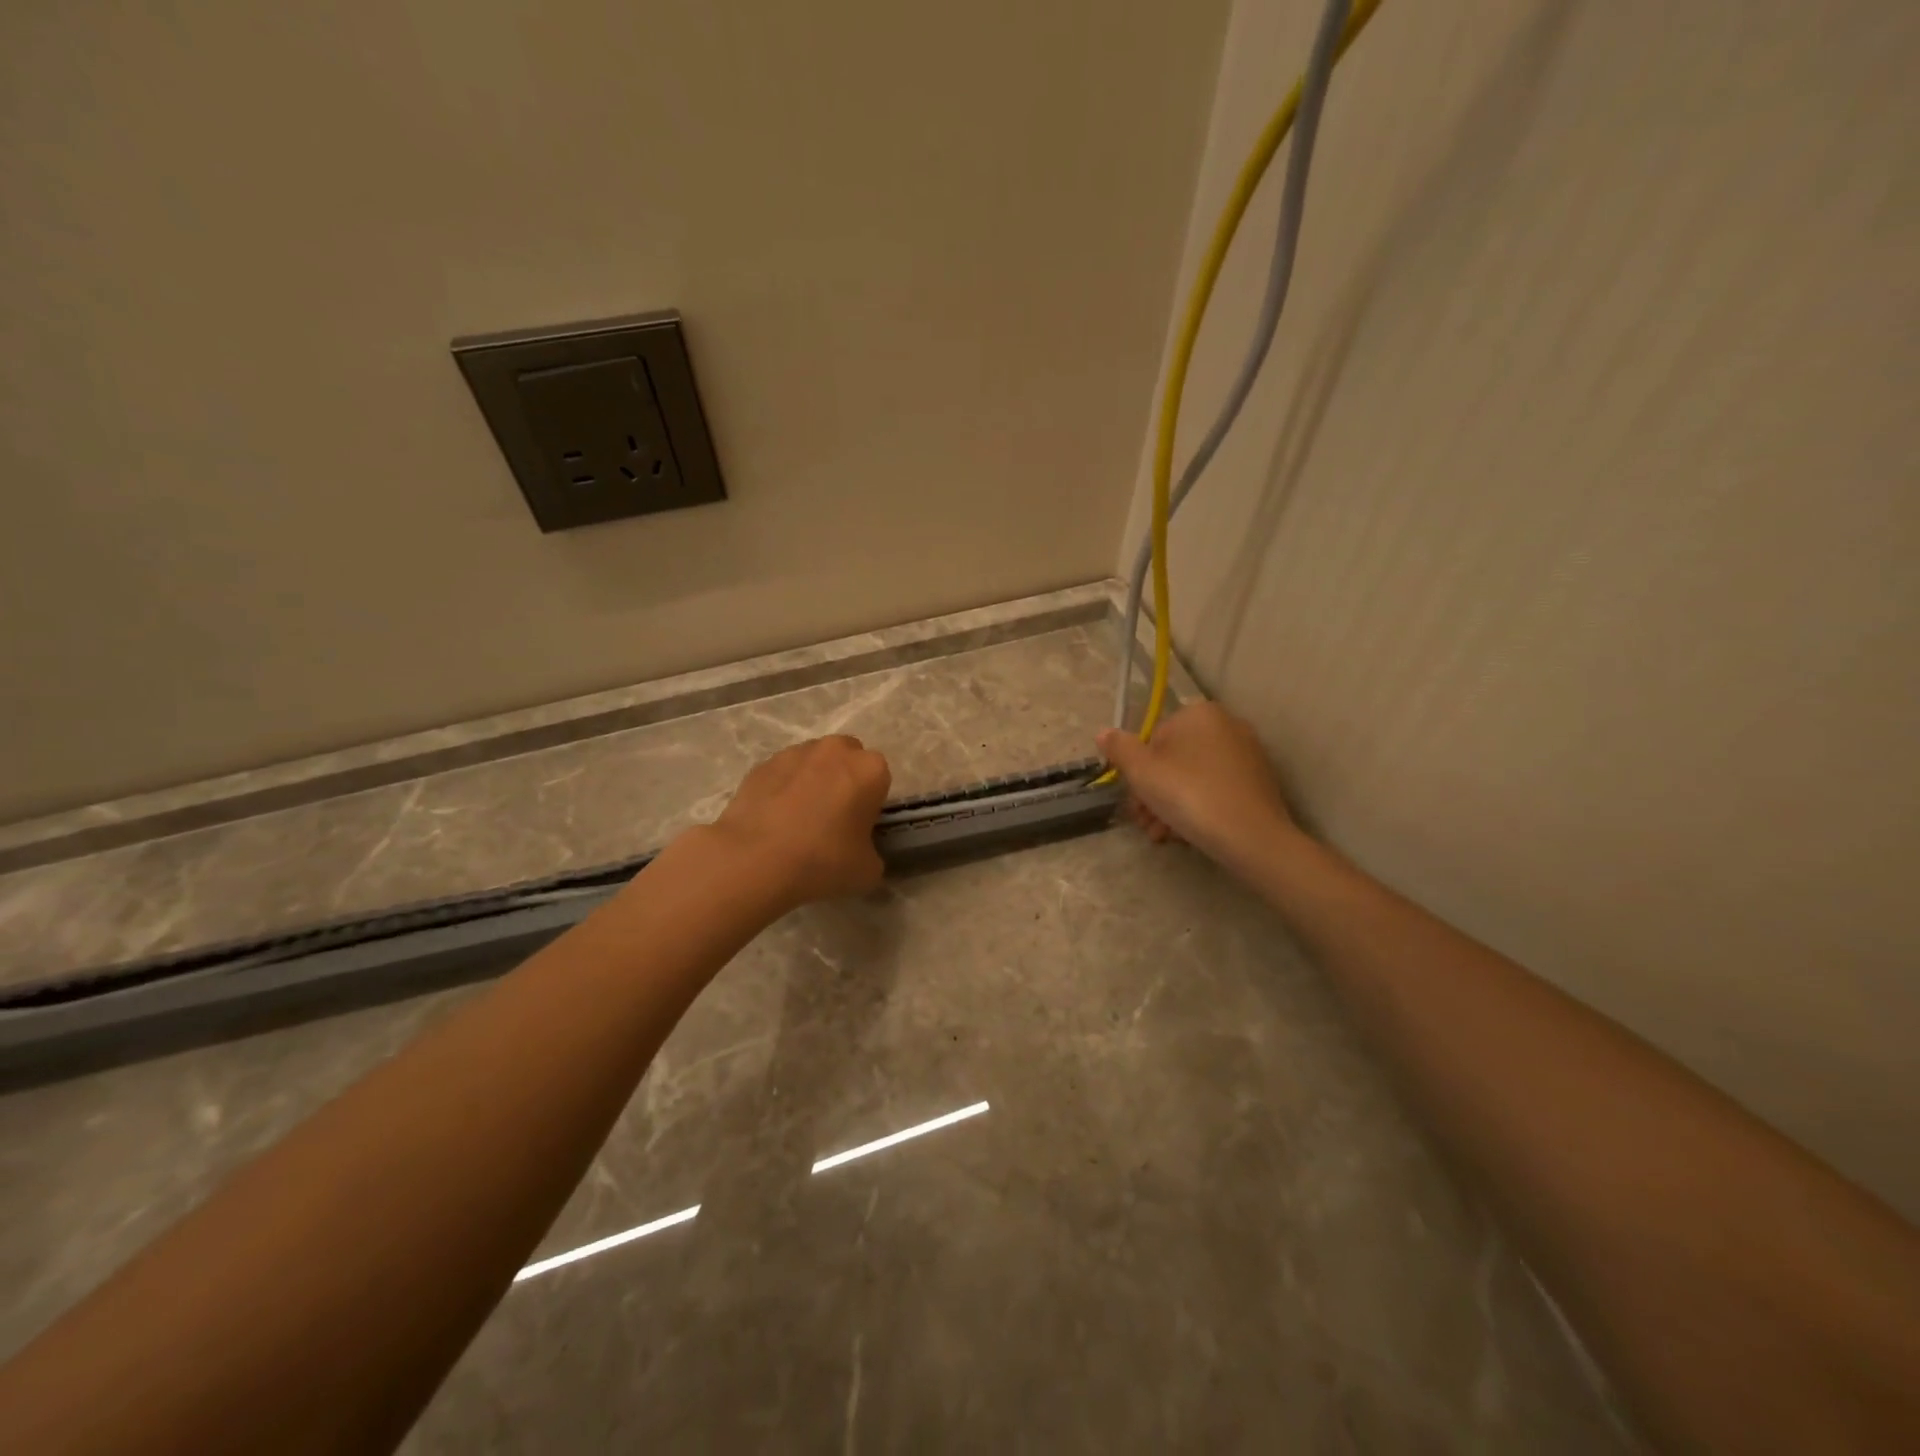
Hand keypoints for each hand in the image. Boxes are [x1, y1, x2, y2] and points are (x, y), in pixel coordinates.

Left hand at [708, 735, 892, 907]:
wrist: (754, 860)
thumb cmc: (822, 861)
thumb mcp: (867, 870)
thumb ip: (871, 853)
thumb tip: (860, 851)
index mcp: (870, 769)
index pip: (880, 780)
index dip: (871, 803)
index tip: (859, 827)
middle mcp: (836, 750)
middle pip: (848, 760)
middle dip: (844, 780)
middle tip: (833, 818)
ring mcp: (795, 753)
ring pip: (814, 762)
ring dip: (813, 781)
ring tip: (798, 820)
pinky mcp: (763, 764)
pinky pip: (783, 773)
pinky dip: (783, 788)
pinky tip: (774, 819)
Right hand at [1097, 703, 1298, 868]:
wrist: (1251, 836)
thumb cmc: (1189, 795)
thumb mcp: (1142, 772)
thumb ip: (1119, 749)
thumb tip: (1103, 733)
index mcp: (1199, 713)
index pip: (1154, 738)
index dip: (1139, 772)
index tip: (1135, 801)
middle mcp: (1227, 724)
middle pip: (1175, 760)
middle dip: (1155, 793)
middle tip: (1145, 822)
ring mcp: (1247, 753)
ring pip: (1194, 778)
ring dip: (1172, 806)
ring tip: (1163, 835)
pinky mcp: (1259, 781)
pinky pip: (1217, 789)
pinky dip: (1199, 808)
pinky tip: (1187, 834)